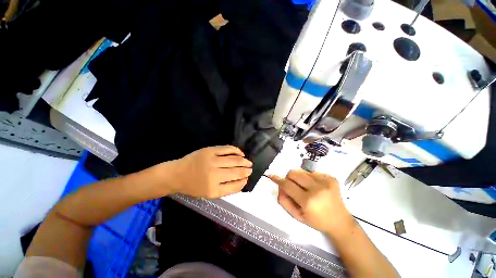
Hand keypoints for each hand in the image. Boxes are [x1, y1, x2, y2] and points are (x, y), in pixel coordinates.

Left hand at [165, 145, 252, 197]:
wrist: (178, 174)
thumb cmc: (194, 186)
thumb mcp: (210, 194)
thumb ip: (227, 189)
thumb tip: (242, 181)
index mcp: (213, 189)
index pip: (235, 185)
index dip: (243, 181)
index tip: (247, 178)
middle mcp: (213, 175)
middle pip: (236, 171)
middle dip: (246, 170)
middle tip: (250, 169)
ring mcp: (212, 161)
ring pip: (234, 160)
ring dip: (244, 161)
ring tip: (248, 162)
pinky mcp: (210, 150)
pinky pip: (227, 149)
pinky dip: (236, 150)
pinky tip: (241, 153)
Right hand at [269, 170, 354, 236]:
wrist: (340, 222)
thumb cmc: (316, 221)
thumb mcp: (296, 216)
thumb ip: (284, 201)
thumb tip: (279, 186)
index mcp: (308, 201)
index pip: (287, 185)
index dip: (278, 179)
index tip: (272, 175)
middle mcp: (317, 189)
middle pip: (293, 173)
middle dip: (289, 178)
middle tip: (292, 185)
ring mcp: (326, 181)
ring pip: (302, 171)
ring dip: (299, 178)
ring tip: (306, 188)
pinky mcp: (331, 178)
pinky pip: (312, 172)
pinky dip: (309, 178)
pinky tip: (315, 187)